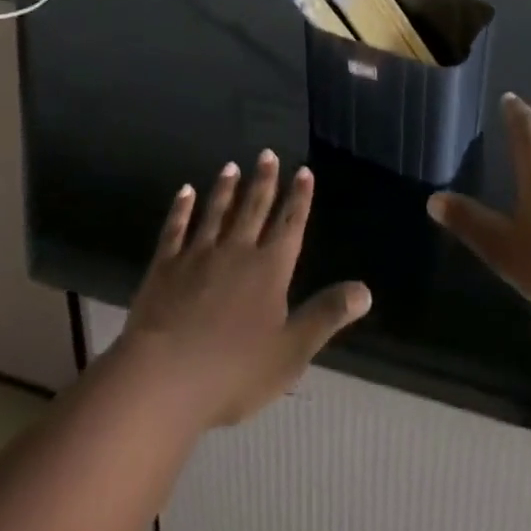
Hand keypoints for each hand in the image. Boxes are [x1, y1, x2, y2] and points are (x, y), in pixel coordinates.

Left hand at [120, 151, 370, 428]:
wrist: (165, 377)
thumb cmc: (234, 371)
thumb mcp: (291, 352)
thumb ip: (326, 316)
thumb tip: (366, 290)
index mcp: (269, 270)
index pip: (289, 225)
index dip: (299, 199)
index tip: (303, 171)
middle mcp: (237, 251)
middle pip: (253, 209)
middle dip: (264, 181)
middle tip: (268, 153)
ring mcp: (199, 255)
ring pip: (216, 212)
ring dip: (225, 189)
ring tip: (231, 166)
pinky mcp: (166, 265)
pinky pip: (176, 229)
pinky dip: (181, 209)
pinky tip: (185, 191)